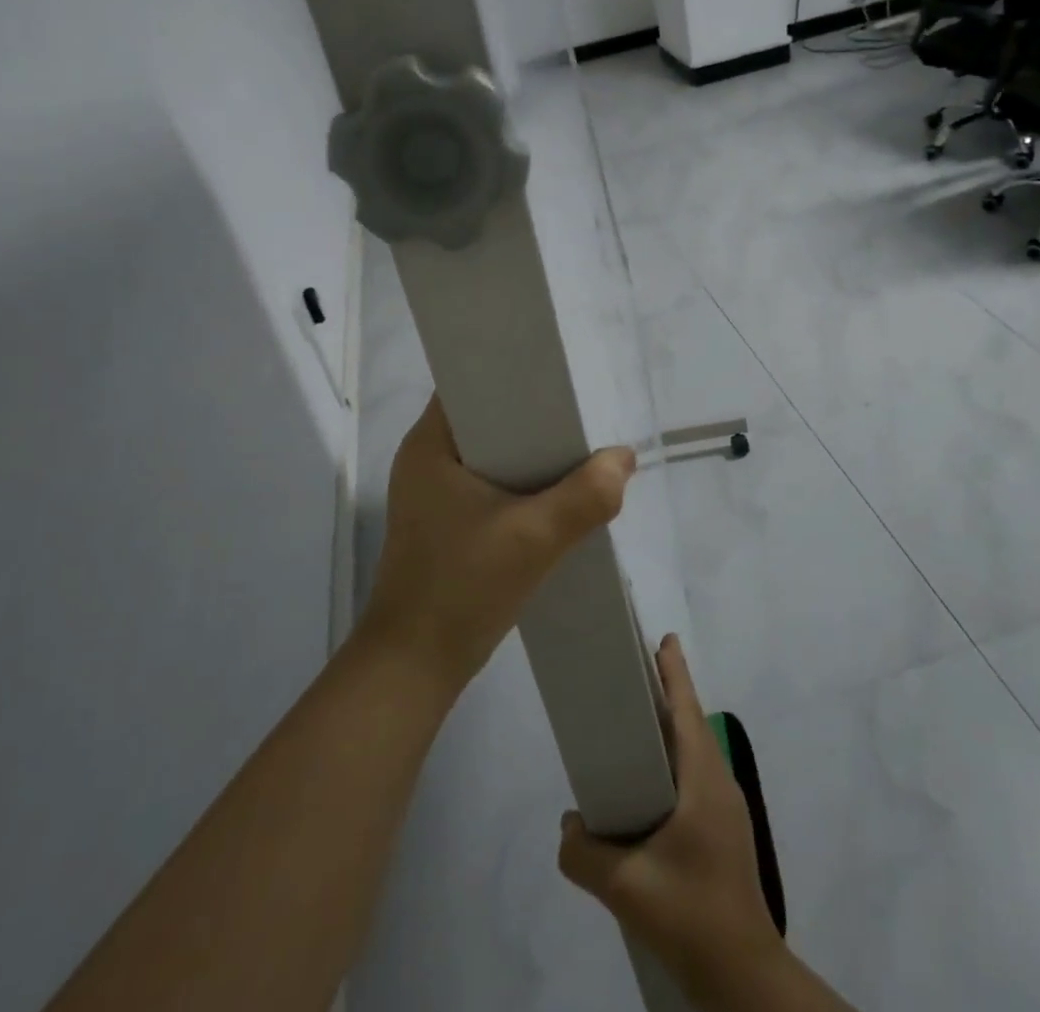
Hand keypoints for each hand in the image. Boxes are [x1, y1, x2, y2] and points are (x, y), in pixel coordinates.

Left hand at [358, 396, 636, 692]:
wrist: (415, 667)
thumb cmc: (462, 588)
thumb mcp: (534, 539)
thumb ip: (586, 496)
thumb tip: (623, 458)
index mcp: (430, 444)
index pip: (471, 381)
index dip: (514, 372)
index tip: (560, 376)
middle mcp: (427, 458)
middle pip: (488, 417)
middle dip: (535, 416)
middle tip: (582, 414)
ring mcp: (433, 492)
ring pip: (493, 452)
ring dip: (532, 453)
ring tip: (579, 448)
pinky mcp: (446, 521)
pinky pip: (491, 482)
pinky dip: (522, 483)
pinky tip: (557, 493)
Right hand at [558, 636, 785, 997]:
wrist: (742, 974)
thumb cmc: (690, 913)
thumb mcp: (626, 887)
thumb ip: (585, 854)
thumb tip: (567, 827)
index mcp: (703, 780)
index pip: (688, 710)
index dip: (674, 672)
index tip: (662, 639)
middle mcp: (719, 784)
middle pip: (692, 724)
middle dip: (667, 694)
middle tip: (634, 674)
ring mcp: (726, 809)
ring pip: (695, 752)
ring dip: (671, 730)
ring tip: (634, 725)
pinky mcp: (724, 832)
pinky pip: (696, 777)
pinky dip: (674, 761)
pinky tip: (649, 786)